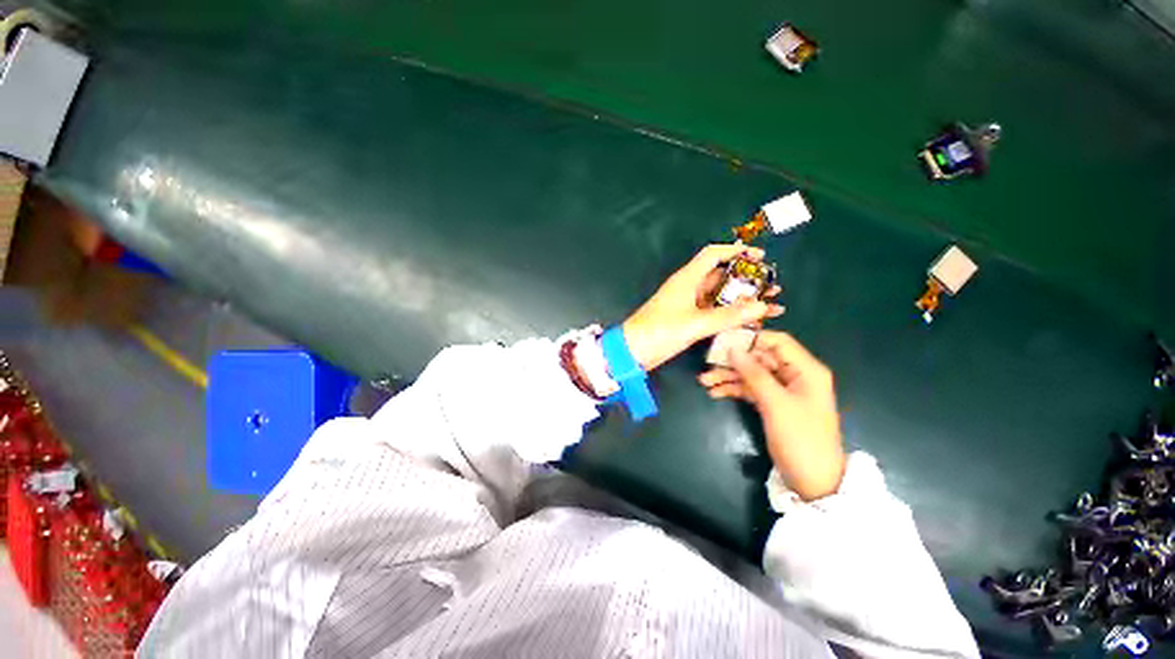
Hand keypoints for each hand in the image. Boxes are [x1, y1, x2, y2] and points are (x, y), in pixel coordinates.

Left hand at [622, 244, 783, 371]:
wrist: (633, 351)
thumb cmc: (660, 331)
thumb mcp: (695, 323)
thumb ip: (728, 315)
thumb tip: (762, 305)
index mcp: (687, 278)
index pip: (713, 254)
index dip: (736, 251)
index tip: (760, 256)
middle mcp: (689, 287)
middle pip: (721, 275)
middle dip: (747, 279)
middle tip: (772, 286)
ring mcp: (688, 304)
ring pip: (720, 295)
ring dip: (743, 298)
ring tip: (771, 303)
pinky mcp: (688, 319)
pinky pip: (714, 311)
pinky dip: (731, 314)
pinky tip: (751, 320)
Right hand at [698, 331, 844, 500]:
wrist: (814, 481)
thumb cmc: (800, 438)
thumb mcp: (775, 403)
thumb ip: (753, 374)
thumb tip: (732, 349)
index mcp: (805, 369)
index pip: (776, 341)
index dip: (750, 338)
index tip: (723, 341)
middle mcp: (794, 375)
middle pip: (759, 358)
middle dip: (733, 361)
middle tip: (707, 364)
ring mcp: (783, 390)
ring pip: (752, 374)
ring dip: (729, 376)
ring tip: (704, 381)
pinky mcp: (773, 403)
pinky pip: (751, 389)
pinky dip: (734, 389)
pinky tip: (715, 393)